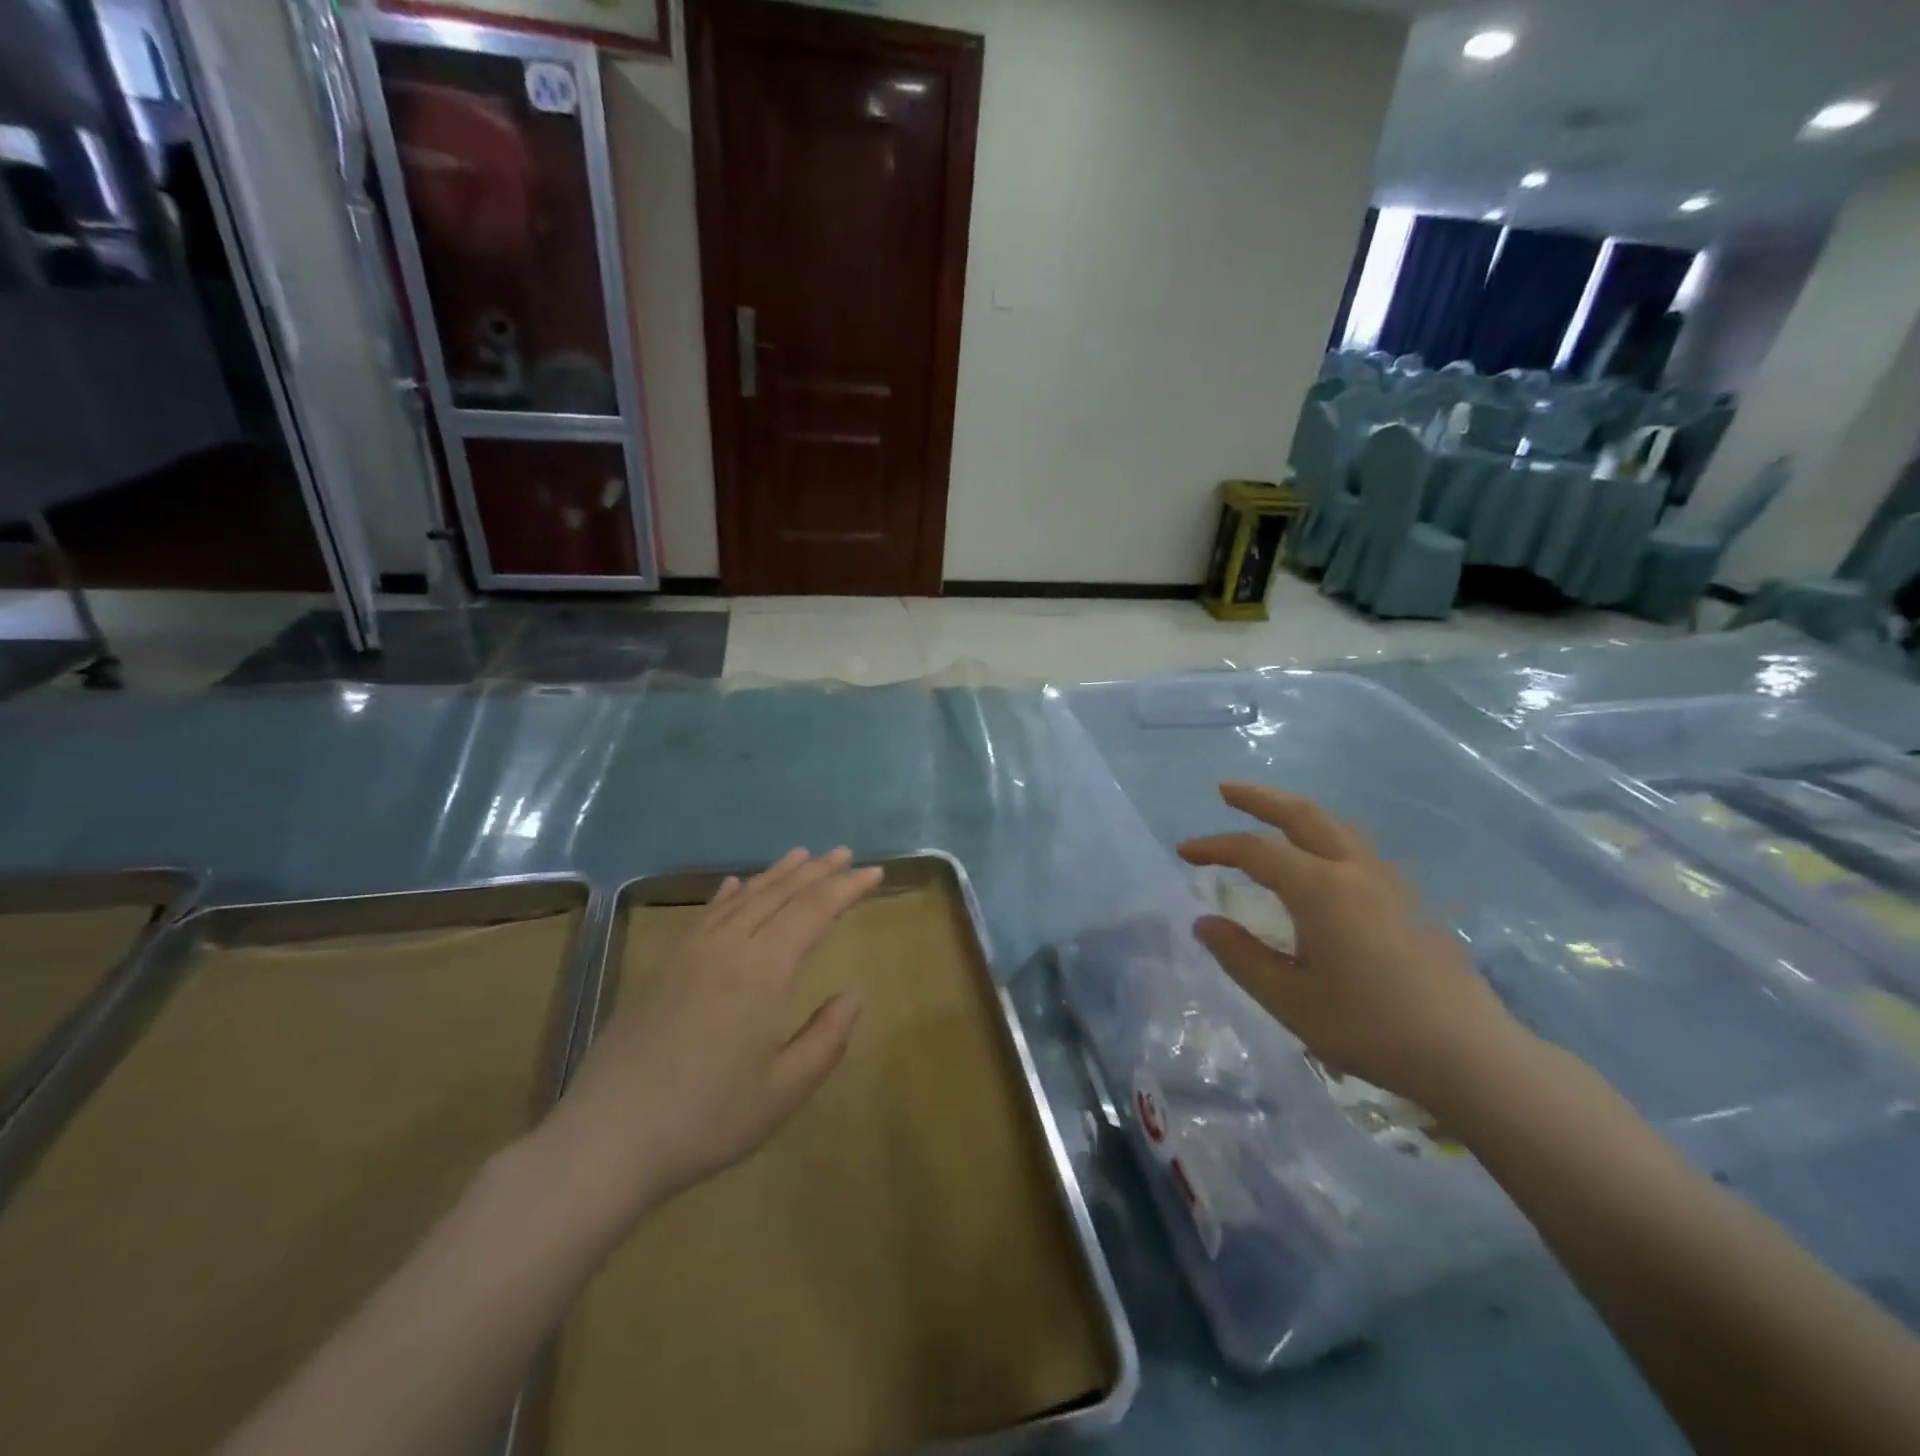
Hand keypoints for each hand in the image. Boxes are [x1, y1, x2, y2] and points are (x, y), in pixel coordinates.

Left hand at [543, 848, 882, 1225]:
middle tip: (845, 853)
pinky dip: (729, 894)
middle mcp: (728, 948)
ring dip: (777, 874)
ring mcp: (690, 953)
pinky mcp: (664, 967)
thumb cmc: (706, 1120)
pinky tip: (736, 885)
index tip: (875, 872)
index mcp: (763, 972)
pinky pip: (705, 914)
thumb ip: (826, 1039)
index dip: (846, 888)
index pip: (814, 911)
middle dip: (817, 871)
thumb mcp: (783, 1091)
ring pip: (744, 898)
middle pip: (780, 894)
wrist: (607, 1140)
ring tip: (803, 855)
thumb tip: (854, 996)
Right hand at [1178, 783, 1525, 1109]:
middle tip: (1227, 790)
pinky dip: (1325, 836)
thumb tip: (1204, 924)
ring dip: (1297, 813)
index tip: (1184, 851)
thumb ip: (1241, 957)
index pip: (1255, 851)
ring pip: (1337, 827)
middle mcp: (1355, 871)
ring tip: (1272, 817)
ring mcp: (1390, 883)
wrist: (1470, 1055)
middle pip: (1303, 816)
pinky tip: (1322, 861)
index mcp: (1321, 889)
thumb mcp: (1290, 999)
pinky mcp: (1412, 901)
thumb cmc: (1370, 1027)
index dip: (1215, 846)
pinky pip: (1358, 849)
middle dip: (1261, 798)